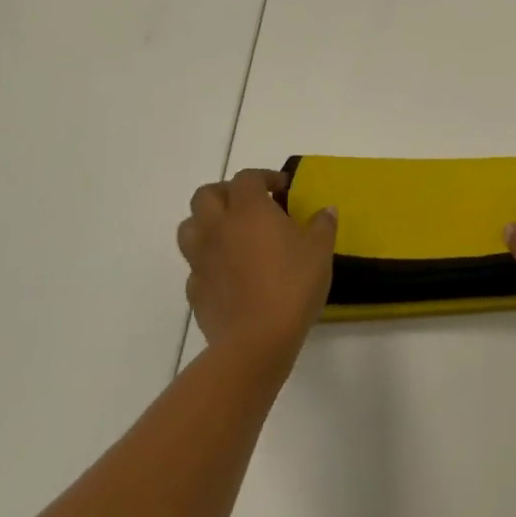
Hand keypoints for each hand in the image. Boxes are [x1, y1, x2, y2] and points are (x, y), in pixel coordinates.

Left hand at [178, 169, 335, 366]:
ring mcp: (201, 259)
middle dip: (227, 193)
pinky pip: (195, 264)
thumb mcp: (320, 250)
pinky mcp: (194, 289)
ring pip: (189, 227)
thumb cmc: (293, 284)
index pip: (247, 178)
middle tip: (251, 205)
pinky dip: (208, 260)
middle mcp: (218, 227)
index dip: (264, 177)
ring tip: (232, 234)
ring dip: (207, 223)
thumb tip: (326, 210)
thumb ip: (323, 225)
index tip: (283, 189)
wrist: (257, 339)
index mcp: (249, 210)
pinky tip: (229, 272)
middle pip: (206, 195)